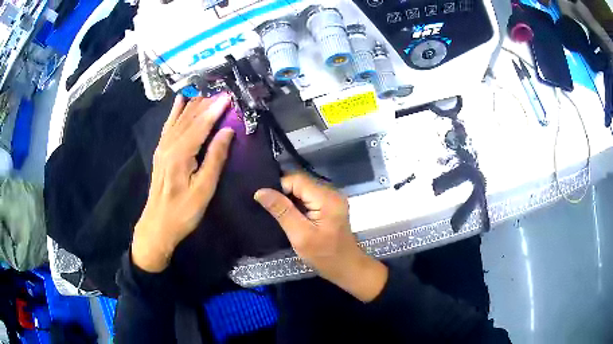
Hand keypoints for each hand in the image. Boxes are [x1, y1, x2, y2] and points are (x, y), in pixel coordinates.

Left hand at [132, 94, 234, 272]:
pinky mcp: (160, 152)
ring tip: (208, 94)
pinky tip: (179, 101)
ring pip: (179, 119)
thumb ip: (215, 158)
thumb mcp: (204, 190)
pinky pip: (168, 126)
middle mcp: (169, 145)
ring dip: (194, 105)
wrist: (157, 225)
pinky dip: (175, 112)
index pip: (201, 124)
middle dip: (206, 104)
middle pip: (189, 118)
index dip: (215, 109)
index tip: (229, 96)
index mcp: (181, 154)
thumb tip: (228, 131)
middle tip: (223, 93)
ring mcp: (162, 147)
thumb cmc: (183, 212)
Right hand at [254, 174, 387, 301]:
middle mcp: (331, 192)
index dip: (278, 186)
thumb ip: (281, 211)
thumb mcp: (300, 235)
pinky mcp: (330, 206)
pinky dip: (297, 203)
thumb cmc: (324, 256)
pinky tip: (287, 214)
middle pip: (300, 182)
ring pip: (303, 189)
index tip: (263, 199)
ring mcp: (332, 198)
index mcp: (326, 197)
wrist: (347, 268)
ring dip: (288, 198)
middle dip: (282, 191)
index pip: (296, 179)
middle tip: (264, 205)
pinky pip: (309, 197)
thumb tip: (260, 191)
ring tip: (273, 210)